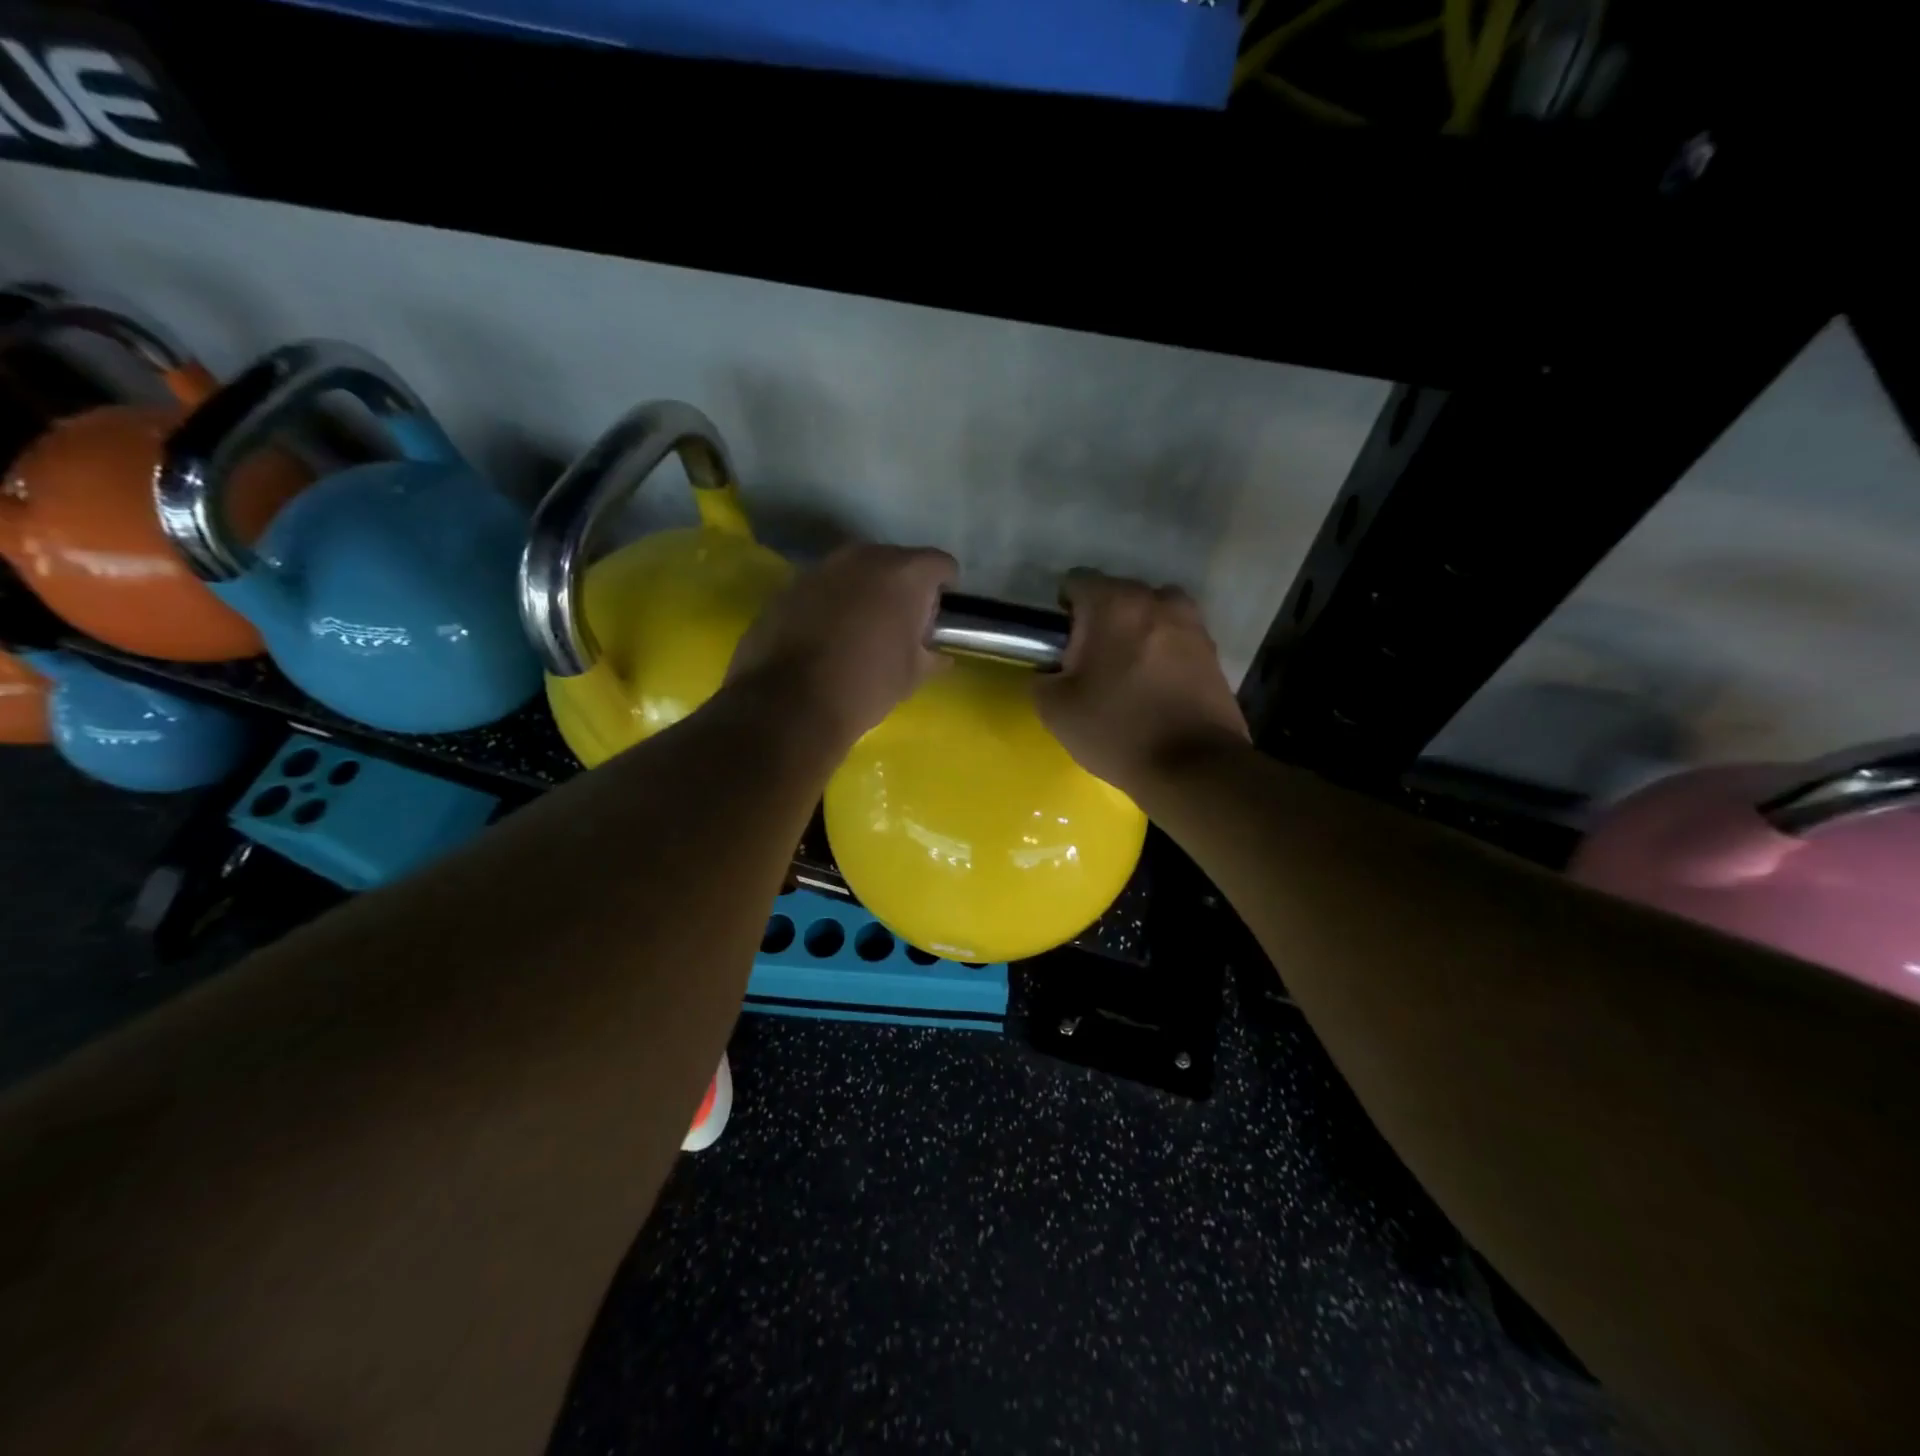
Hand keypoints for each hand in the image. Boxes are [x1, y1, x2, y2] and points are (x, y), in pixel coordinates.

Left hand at [728, 543, 956, 744]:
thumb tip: (938, 654)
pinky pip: (824, 587)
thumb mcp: (913, 675)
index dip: (945, 589)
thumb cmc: (867, 685)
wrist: (791, 703)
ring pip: (857, 571)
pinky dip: (832, 602)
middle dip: (903, 587)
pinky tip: (827, 635)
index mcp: (905, 574)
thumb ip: (932, 655)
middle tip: (900, 624)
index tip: (937, 617)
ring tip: (861, 630)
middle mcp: (864, 557)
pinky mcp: (790, 585)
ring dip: (865, 592)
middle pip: (897, 561)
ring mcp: (822, 567)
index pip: (941, 564)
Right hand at [1035, 570, 1249, 796]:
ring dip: (1136, 633)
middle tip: (1092, 665)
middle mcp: (1157, 600)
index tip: (1062, 646)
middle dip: (1102, 621)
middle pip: (1118, 595)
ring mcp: (1192, 624)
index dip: (1063, 611)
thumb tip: (1054, 670)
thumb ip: (1043, 676)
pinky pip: (1176, 639)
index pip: (1076, 582)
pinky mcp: (1214, 652)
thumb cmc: (1117, 729)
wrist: (1193, 766)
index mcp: (1114, 604)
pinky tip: (1155, 689)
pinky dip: (1163, 653)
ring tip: (1128, 674)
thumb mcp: (1054, 709)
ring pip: (1152, 615)